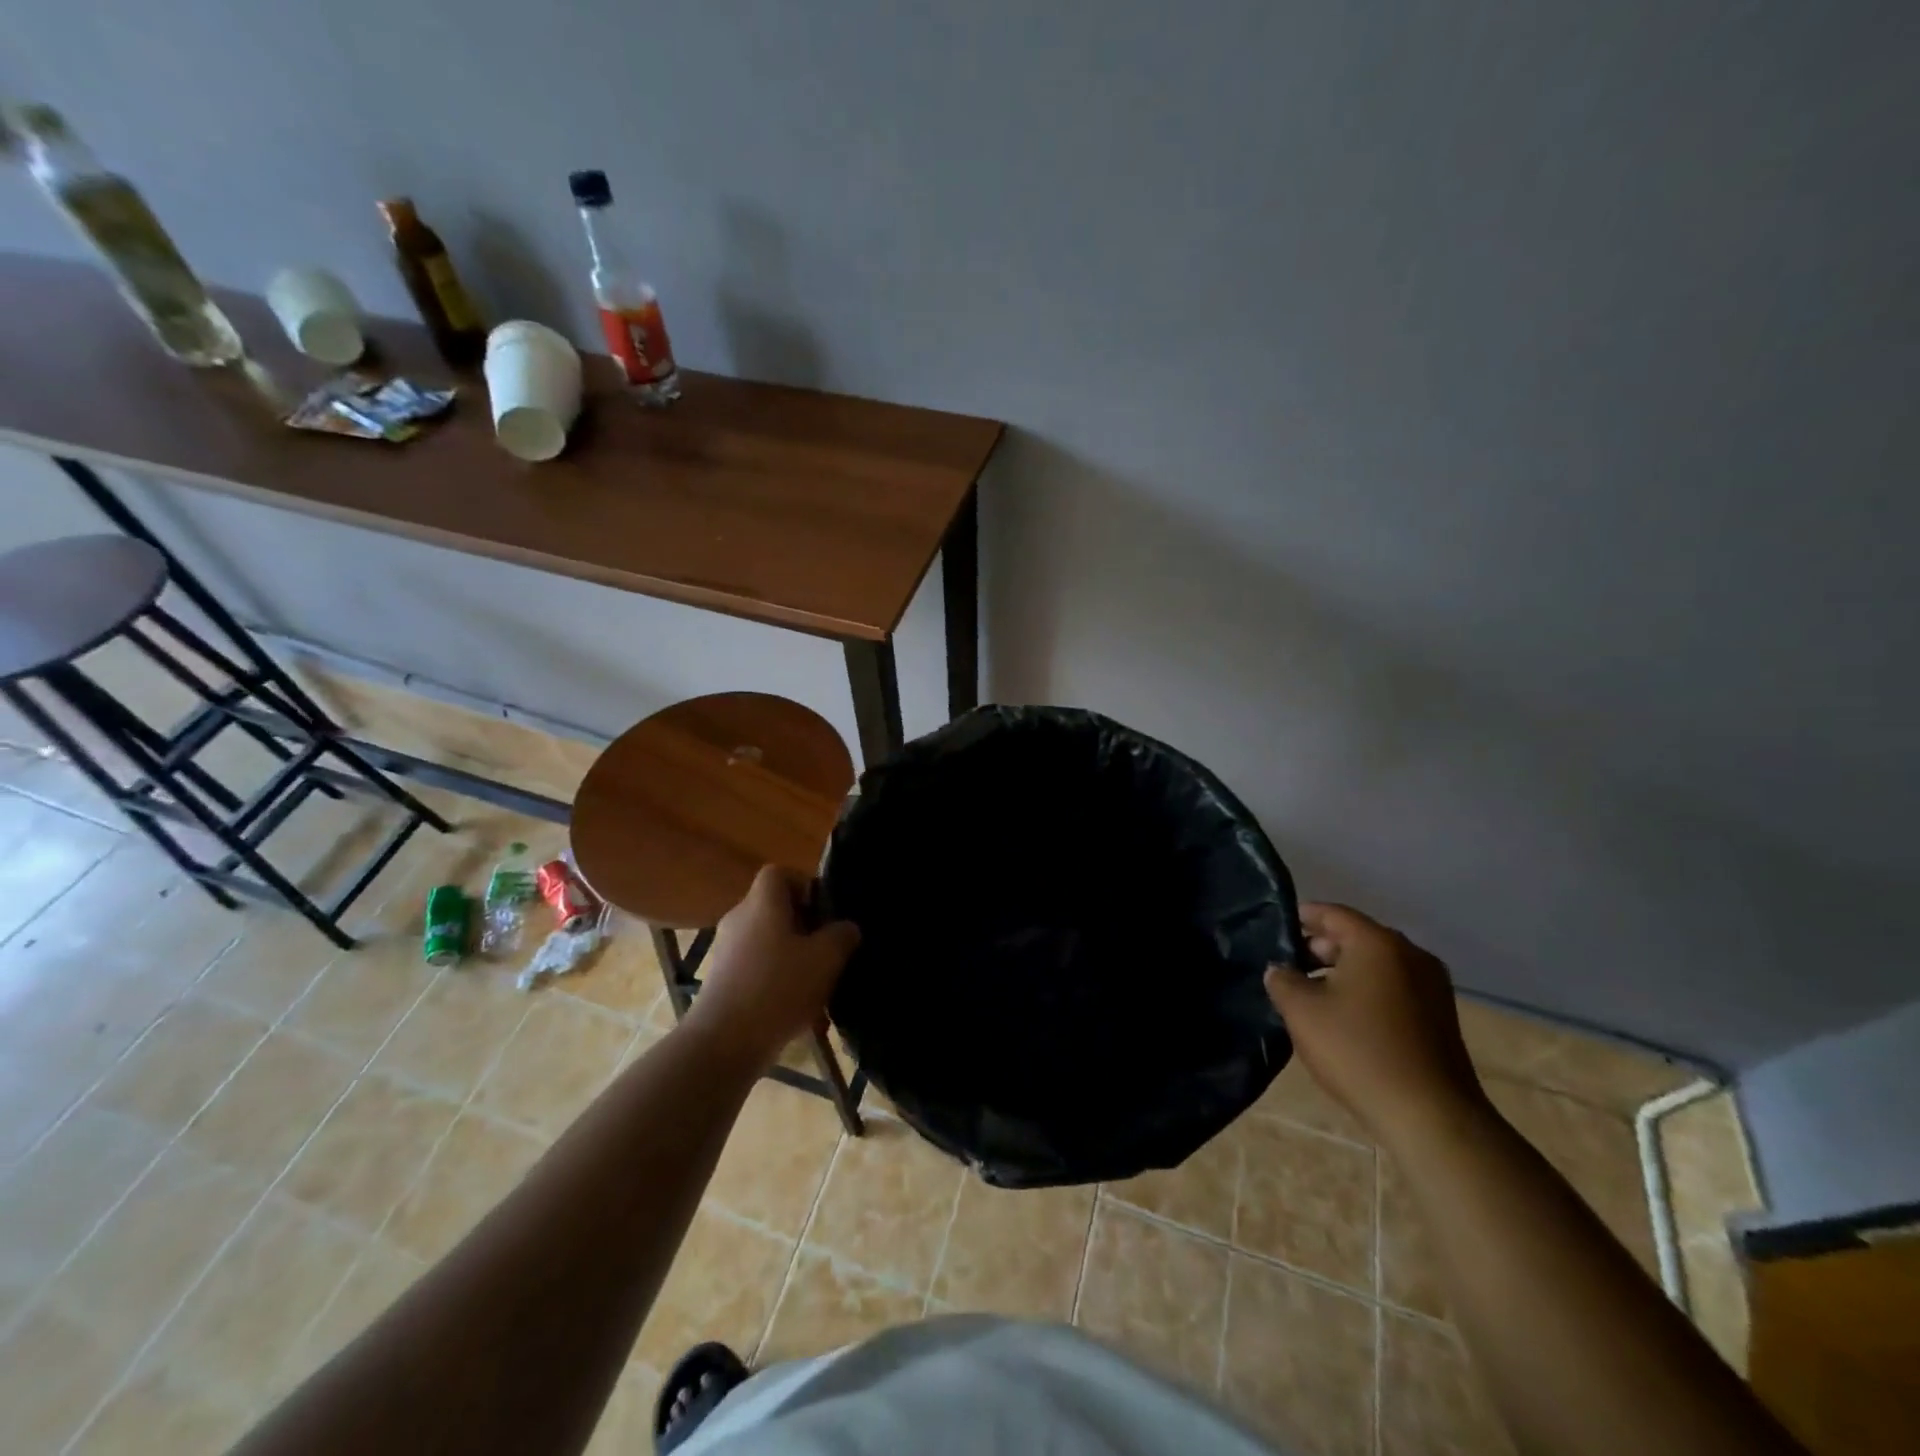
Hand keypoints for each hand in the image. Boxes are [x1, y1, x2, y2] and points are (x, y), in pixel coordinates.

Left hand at [682, 866, 859, 1071]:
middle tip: (829, 948)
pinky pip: (755, 969)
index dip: (804, 884)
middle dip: (804, 925)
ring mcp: (725, 952)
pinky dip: (776, 980)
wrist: (723, 1043)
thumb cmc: (778, 988)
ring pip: (767, 941)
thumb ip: (842, 936)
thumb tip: (846, 927)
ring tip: (817, 983)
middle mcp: (738, 919)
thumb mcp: (825, 959)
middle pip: (774, 909)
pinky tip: (796, 1009)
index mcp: (761, 903)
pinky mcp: (721, 982)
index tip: (825, 911)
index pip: (778, 873)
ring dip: (792, 956)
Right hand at [1265, 902, 1486, 1146]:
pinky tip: (1344, 1018)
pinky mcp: (1440, 1017)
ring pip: (1376, 965)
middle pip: (1356, 937)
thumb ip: (1282, 980)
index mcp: (1378, 943)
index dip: (1301, 917)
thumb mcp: (1301, 1011)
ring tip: (1311, 996)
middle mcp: (1411, 955)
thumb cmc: (1358, 1050)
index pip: (1332, 913)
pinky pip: (1393, 988)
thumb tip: (1279, 970)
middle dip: (1320, 948)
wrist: (1430, 1116)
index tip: (1275, 929)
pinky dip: (1367, 992)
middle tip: (1288, 967)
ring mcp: (1432, 986)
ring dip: (1343, 973)